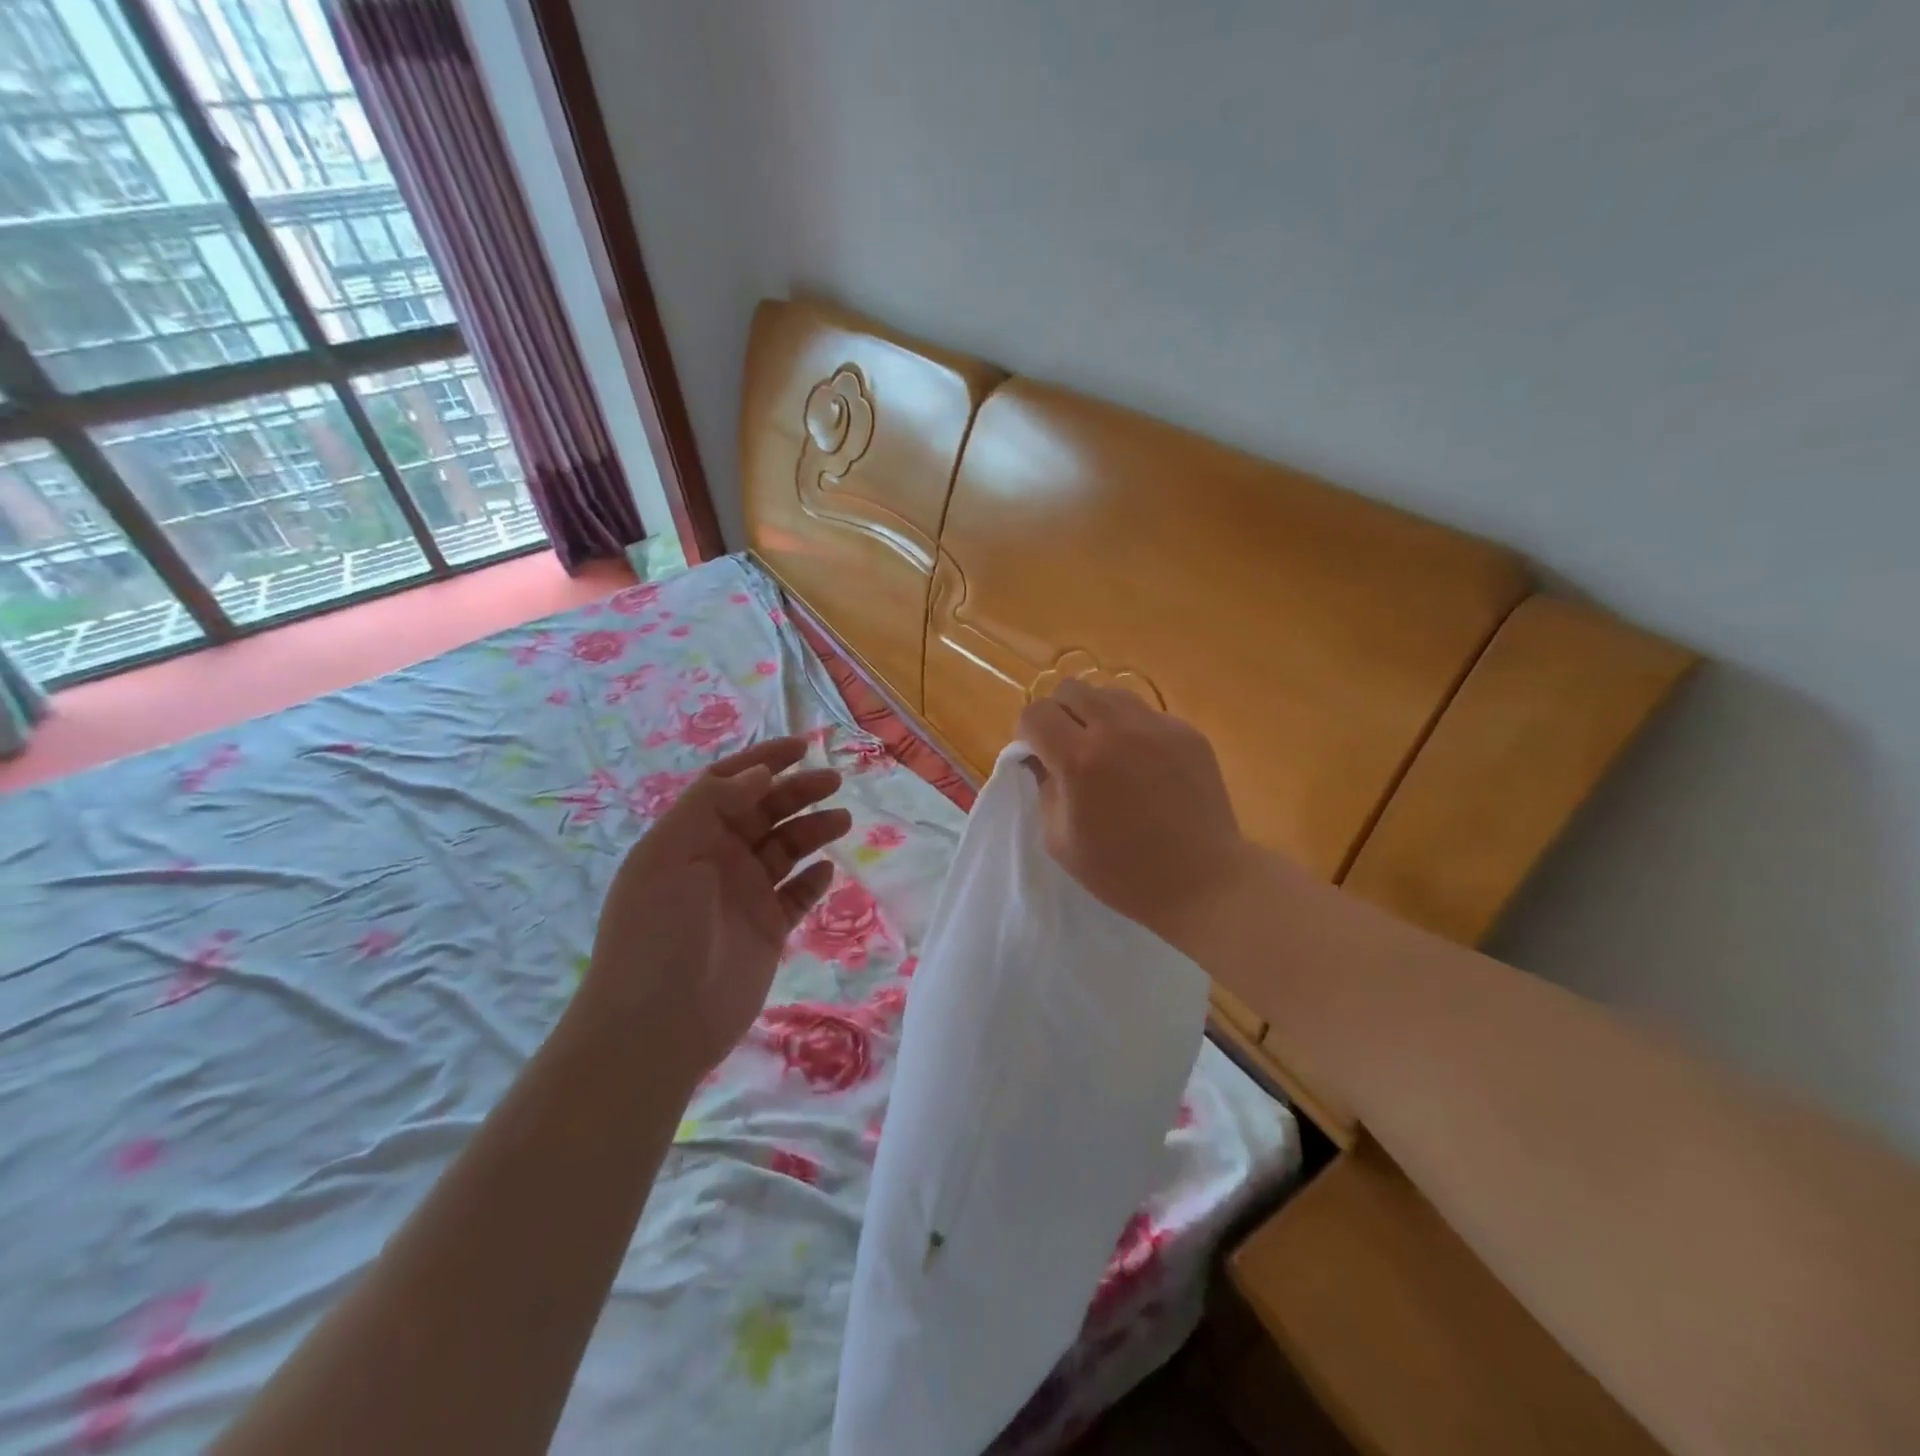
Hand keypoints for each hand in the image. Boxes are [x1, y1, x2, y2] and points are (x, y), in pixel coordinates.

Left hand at [585, 737, 850, 1082]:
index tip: (802, 746)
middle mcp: (718, 859)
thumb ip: (711, 804)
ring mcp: (745, 895)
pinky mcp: (768, 929)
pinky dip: (814, 880)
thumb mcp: (668, 854)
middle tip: (834, 782)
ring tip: (842, 820)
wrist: (659, 1023)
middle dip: (799, 792)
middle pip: (765, 812)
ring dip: (814, 830)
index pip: (729, 784)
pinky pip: (797, 895)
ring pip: (787, 849)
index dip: (764, 760)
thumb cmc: (657, 929)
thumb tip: (758, 773)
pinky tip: (826, 871)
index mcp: (690, 835)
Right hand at [1017, 681, 1259, 944]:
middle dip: (1060, 714)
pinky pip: (1145, 714)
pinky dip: (1132, 730)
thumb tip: (1039, 757)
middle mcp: (1116, 729)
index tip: (1037, 755)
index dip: (1028, 732)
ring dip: (1096, 714)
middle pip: (1071, 689)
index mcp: (1079, 759)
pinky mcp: (1187, 732)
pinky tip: (1143, 765)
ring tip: (1106, 750)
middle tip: (1068, 748)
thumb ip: (1043, 787)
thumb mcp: (1059, 840)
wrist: (1202, 882)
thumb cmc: (1121, 872)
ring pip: (1110, 693)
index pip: (1036, 713)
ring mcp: (1157, 726)